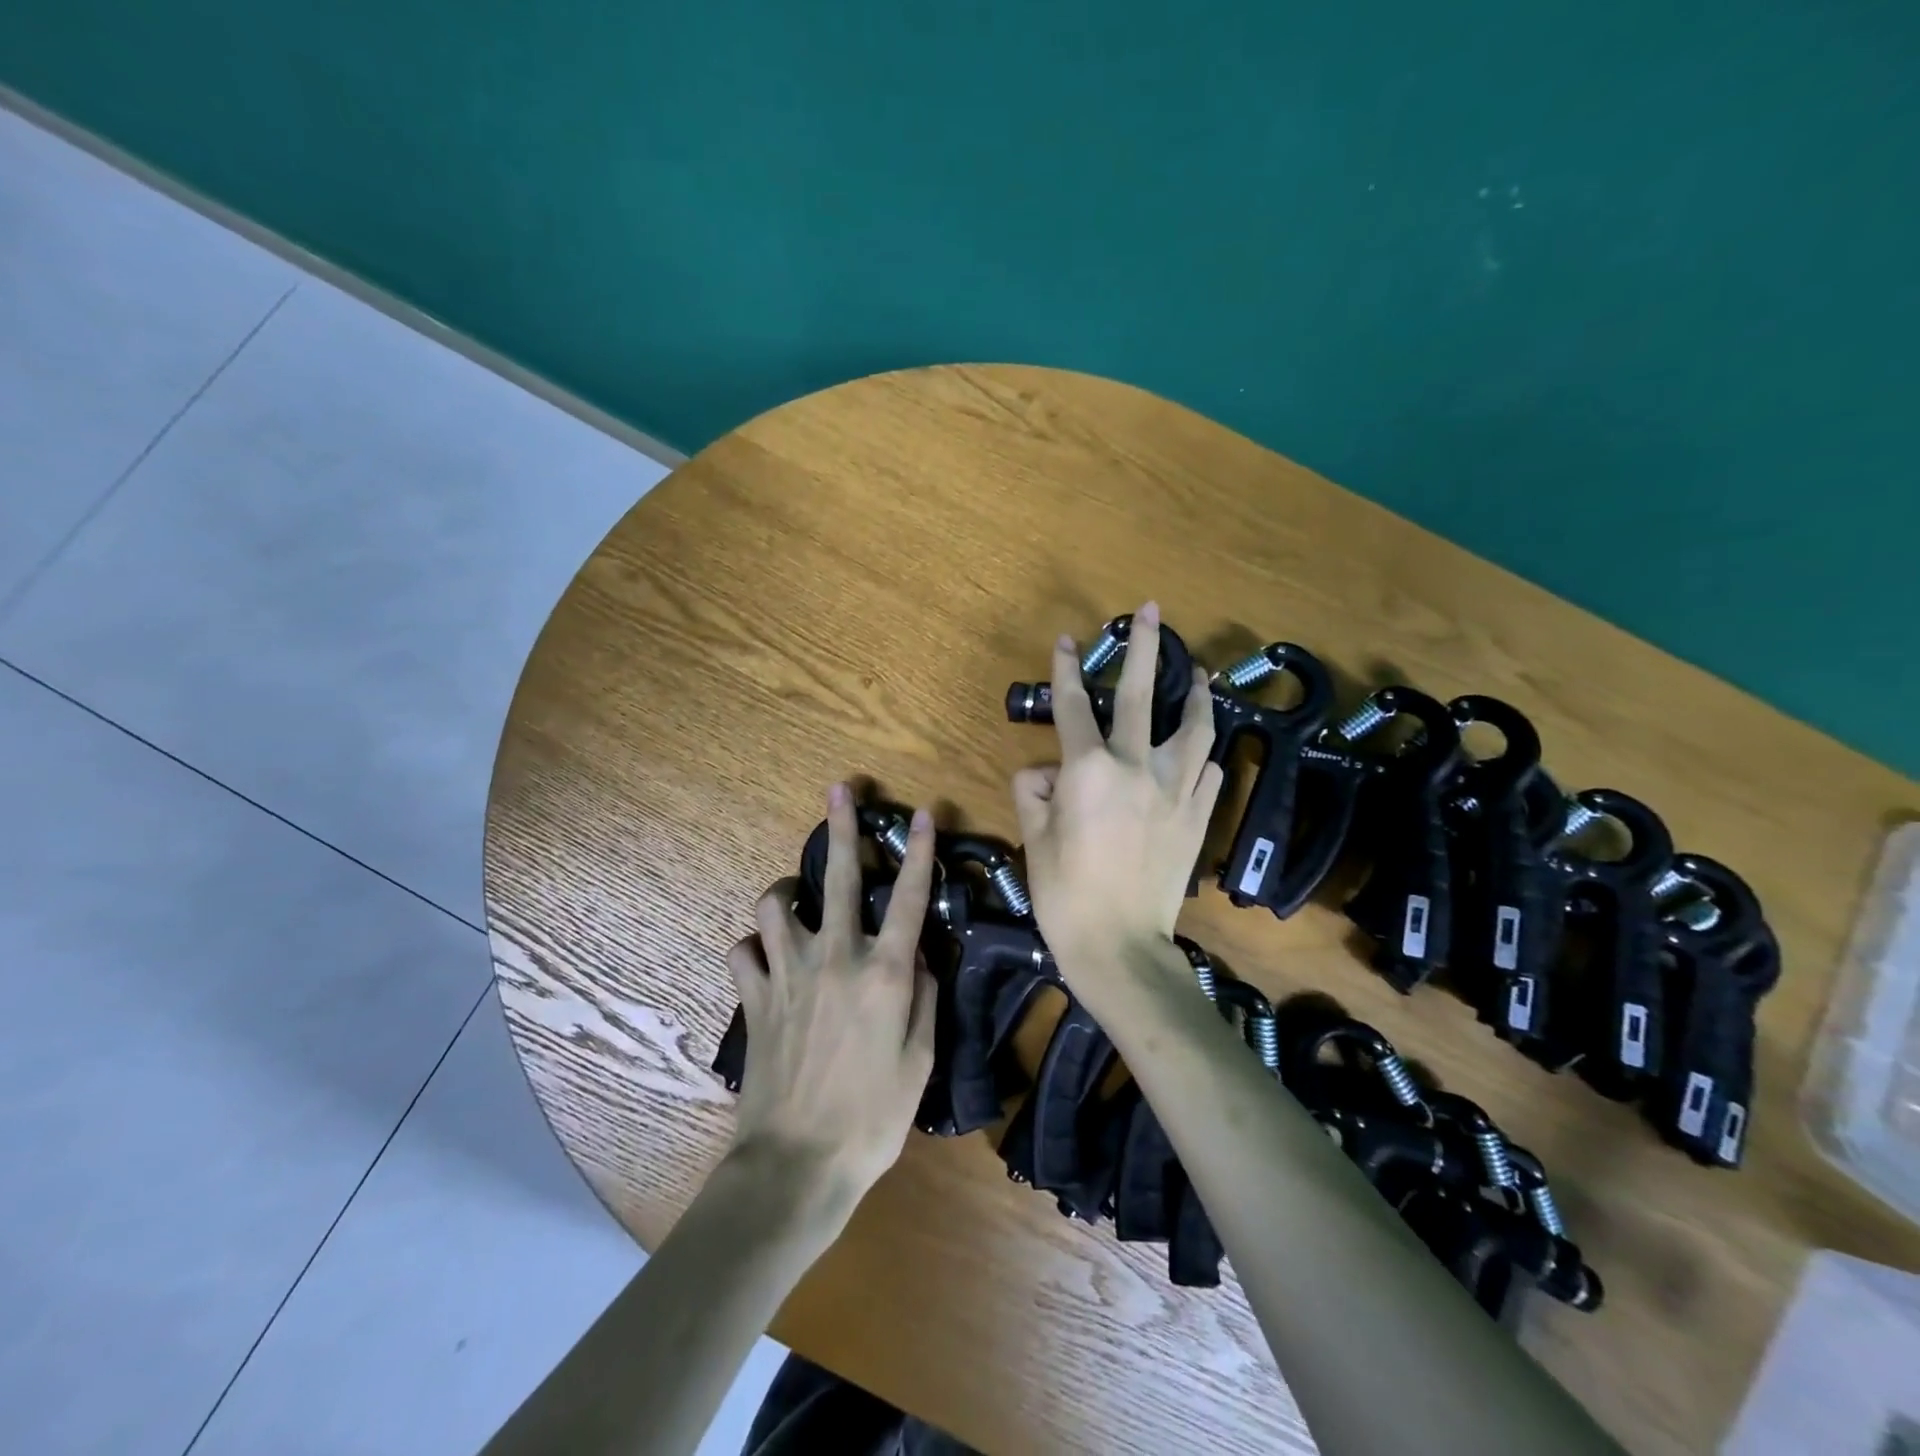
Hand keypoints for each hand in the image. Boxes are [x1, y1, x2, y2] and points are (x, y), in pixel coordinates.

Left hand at [724, 783, 938, 1226]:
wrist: (797, 1164)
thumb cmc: (872, 1118)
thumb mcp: (921, 1061)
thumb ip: (923, 997)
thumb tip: (919, 955)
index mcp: (884, 973)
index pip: (909, 897)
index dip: (919, 852)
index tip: (924, 814)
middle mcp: (836, 958)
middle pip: (841, 877)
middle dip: (841, 828)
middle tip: (839, 791)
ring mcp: (788, 974)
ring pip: (775, 904)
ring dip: (787, 893)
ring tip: (797, 900)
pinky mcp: (753, 997)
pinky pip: (743, 952)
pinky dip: (753, 948)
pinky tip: (764, 958)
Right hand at [1012, 602, 1222, 995]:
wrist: (1120, 946)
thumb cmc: (1065, 894)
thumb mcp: (1034, 839)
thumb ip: (1034, 793)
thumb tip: (1045, 773)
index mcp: (1089, 769)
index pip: (1074, 706)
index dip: (1068, 669)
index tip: (1068, 640)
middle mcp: (1136, 767)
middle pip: (1142, 694)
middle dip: (1145, 647)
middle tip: (1152, 611)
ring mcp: (1175, 790)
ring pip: (1195, 726)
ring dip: (1196, 694)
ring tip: (1198, 673)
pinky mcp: (1199, 815)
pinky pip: (1206, 771)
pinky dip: (1201, 754)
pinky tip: (1200, 750)